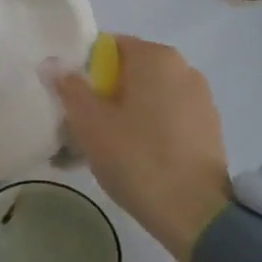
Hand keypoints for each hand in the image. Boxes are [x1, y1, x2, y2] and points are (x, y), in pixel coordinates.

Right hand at [49, 36, 231, 261]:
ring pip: (150, 97)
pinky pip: (169, 117)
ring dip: (127, 114)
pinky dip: (150, 129)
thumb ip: (69, 87)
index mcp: (155, 57)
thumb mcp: (90, 122)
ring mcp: (201, 99)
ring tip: (107, 149)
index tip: (73, 102)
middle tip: (83, 127)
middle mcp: (183, 68)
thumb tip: (52, 62)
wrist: (196, 214)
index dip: (85, 71)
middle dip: (105, 94)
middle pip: (130, 72)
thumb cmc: (137, 157)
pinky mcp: (210, 128)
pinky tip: (136, 159)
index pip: (109, 47)